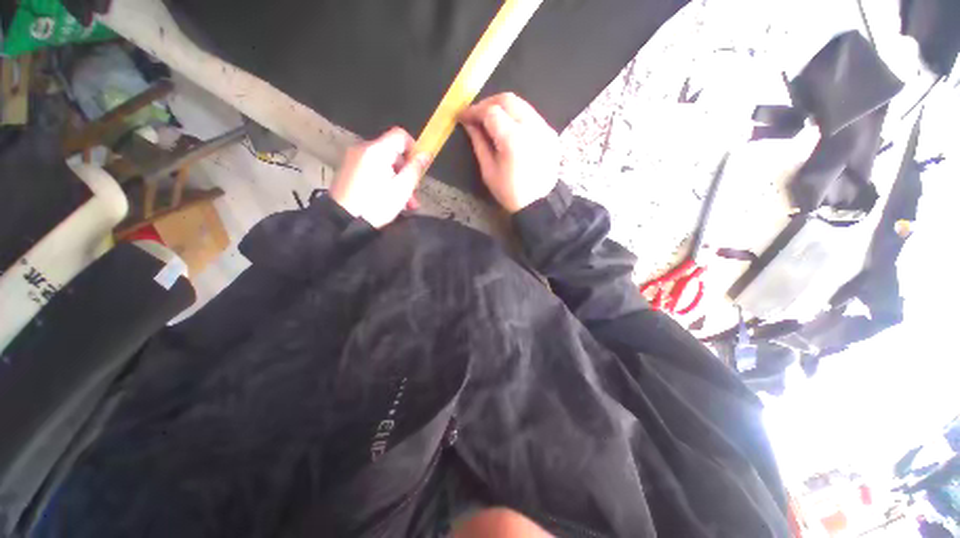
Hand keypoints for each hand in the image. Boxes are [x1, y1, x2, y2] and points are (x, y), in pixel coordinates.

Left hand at [330, 127, 429, 227]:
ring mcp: (353, 159)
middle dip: (406, 171)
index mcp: (376, 150)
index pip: (400, 134)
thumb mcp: (401, 189)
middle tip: (413, 194)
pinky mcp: (348, 170)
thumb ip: (415, 169)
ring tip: (404, 203)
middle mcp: (363, 148)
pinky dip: (383, 180)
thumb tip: (426, 153)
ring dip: (397, 179)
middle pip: (392, 151)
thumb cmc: (375, 205)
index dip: (414, 148)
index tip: (419, 168)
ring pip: (383, 163)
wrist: (342, 222)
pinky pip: (372, 169)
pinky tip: (388, 199)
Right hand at [459, 93, 558, 212]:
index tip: (463, 116)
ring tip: (491, 120)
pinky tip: (509, 128)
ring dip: (503, 108)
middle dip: (488, 103)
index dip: (474, 111)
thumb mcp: (488, 171)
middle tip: (476, 115)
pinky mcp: (551, 133)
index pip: (491, 112)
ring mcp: (545, 128)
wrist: (538, 204)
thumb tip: (469, 124)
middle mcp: (531, 127)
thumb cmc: (510, 192)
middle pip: (508, 100)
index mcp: (513, 139)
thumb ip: (479, 143)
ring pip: (521, 104)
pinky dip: (517, 116)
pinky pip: (531, 116)